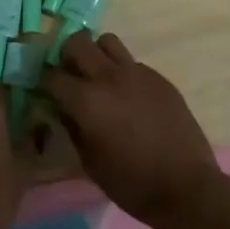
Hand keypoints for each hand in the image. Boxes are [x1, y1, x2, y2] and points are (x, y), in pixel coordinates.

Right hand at [43, 32, 226, 228]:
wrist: (185, 186)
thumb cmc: (131, 183)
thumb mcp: (90, 162)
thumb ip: (72, 127)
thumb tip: (64, 108)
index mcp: (86, 101)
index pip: (52, 75)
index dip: (44, 81)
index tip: (45, 89)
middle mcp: (108, 77)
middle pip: (77, 42)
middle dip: (67, 56)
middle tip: (70, 75)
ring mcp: (136, 72)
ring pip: (107, 41)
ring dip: (97, 54)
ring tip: (99, 77)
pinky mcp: (158, 77)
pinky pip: (132, 62)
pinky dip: (122, 72)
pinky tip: (129, 96)